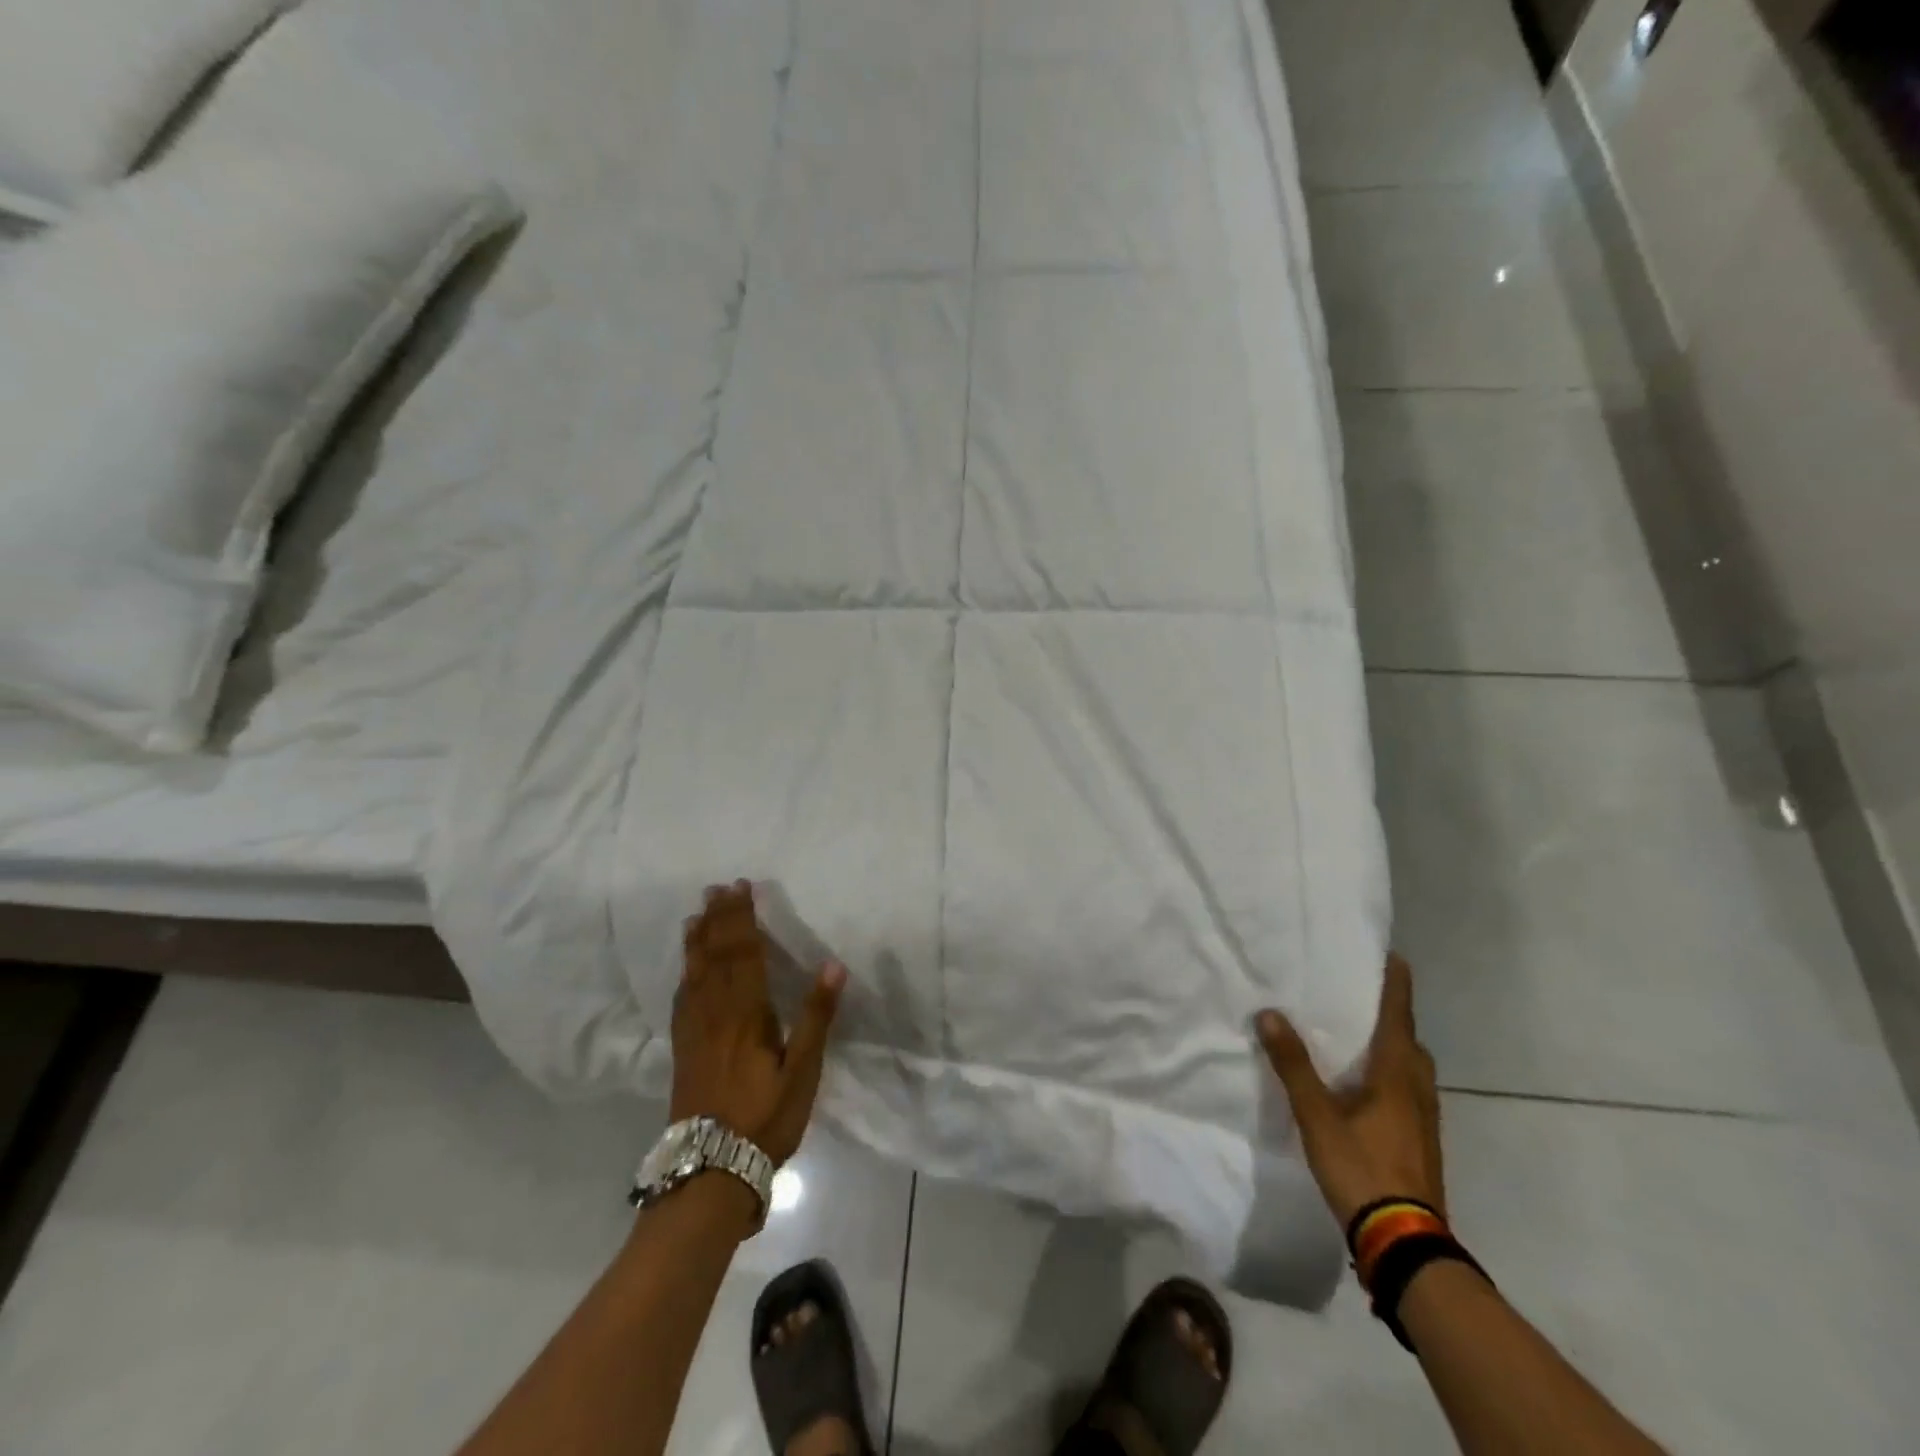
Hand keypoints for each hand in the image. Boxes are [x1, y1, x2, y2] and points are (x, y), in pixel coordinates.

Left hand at [670, 882, 844, 1165]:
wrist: (710, 1170)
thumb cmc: (765, 1118)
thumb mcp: (803, 1071)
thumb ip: (816, 1016)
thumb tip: (833, 965)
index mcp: (746, 1014)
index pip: (744, 954)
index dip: (742, 919)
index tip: (741, 888)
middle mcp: (715, 1014)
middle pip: (716, 957)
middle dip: (718, 920)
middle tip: (716, 888)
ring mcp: (695, 1032)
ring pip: (694, 975)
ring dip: (697, 941)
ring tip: (696, 915)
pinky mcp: (683, 1051)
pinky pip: (682, 1001)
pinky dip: (685, 975)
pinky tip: (685, 970)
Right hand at [1255, 954, 1445, 1227]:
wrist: (1405, 1242)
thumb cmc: (1361, 1167)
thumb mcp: (1317, 1115)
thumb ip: (1293, 1065)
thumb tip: (1270, 1014)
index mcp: (1396, 1073)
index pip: (1399, 1015)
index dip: (1395, 984)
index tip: (1393, 956)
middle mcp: (1417, 1089)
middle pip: (1410, 1040)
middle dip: (1392, 1015)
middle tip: (1361, 996)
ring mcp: (1424, 1119)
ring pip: (1411, 1068)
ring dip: (1392, 1046)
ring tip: (1359, 1037)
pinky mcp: (1421, 1142)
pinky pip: (1408, 1091)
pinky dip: (1390, 1074)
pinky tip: (1364, 1088)